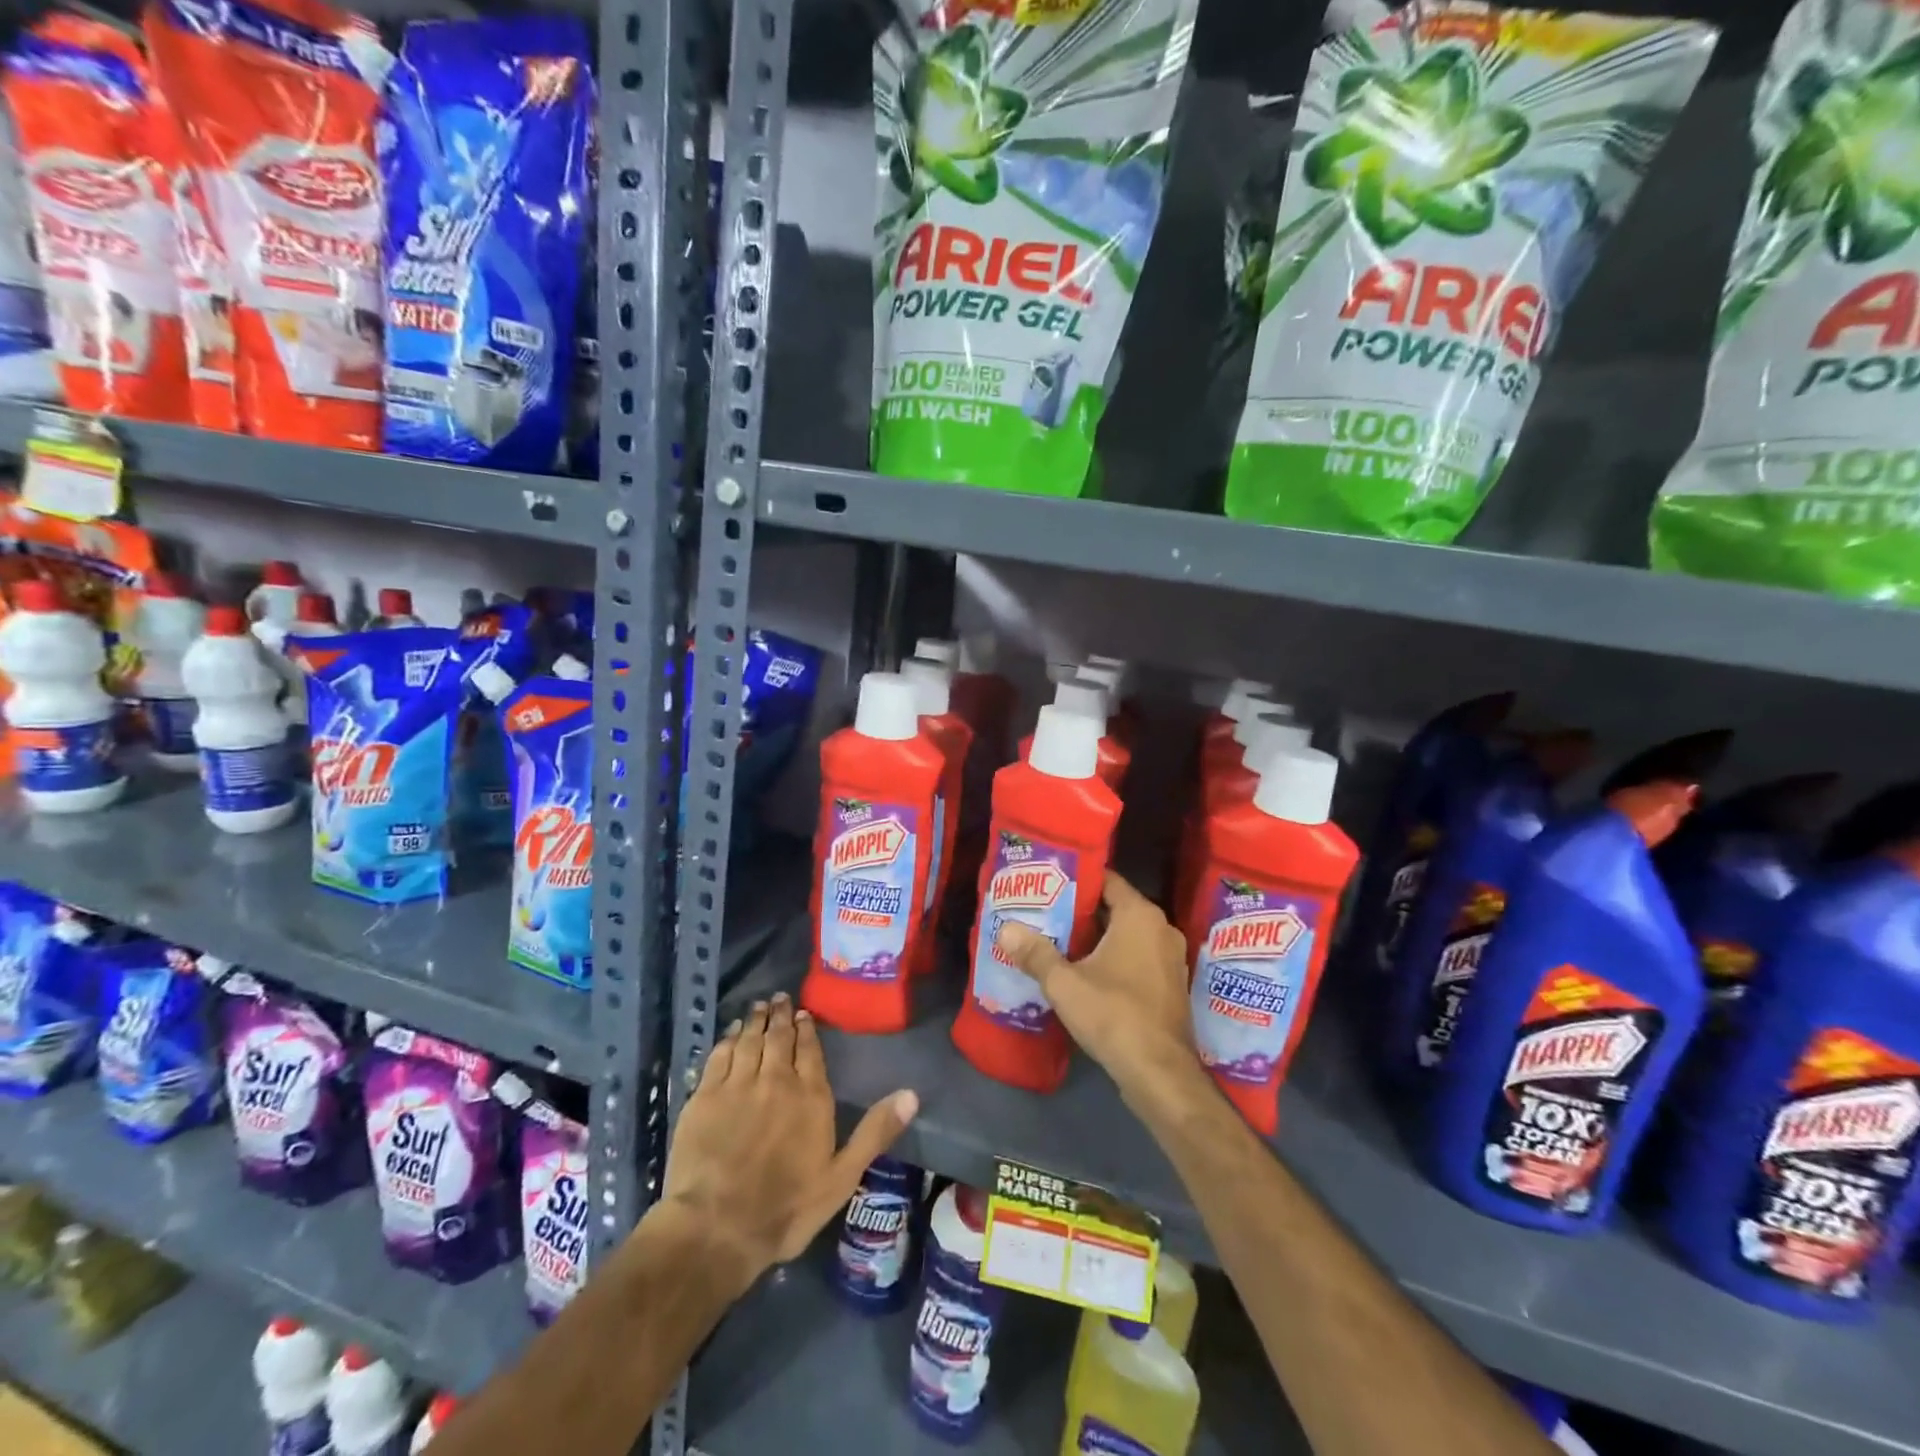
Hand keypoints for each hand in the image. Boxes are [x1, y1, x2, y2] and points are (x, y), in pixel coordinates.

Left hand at [662, 993, 917, 1294]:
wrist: (716, 1228)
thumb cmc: (786, 1208)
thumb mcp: (842, 1177)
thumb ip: (875, 1132)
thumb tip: (912, 1094)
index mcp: (810, 1096)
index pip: (810, 1050)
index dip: (807, 1029)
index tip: (804, 1013)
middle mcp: (776, 1080)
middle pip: (779, 1038)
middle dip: (781, 1015)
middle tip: (780, 998)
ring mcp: (738, 1085)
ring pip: (750, 1040)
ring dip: (756, 1020)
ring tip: (760, 1006)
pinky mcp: (705, 1096)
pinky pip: (719, 1056)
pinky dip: (728, 1039)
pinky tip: (732, 1033)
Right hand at [996, 873, 1204, 1108]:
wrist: (1160, 1074)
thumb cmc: (1113, 1015)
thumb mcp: (1064, 984)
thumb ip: (1035, 953)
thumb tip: (1005, 929)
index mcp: (1140, 916)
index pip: (1107, 880)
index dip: (1076, 880)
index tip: (1048, 884)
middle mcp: (1162, 929)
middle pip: (1115, 908)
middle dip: (1081, 911)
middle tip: (1044, 912)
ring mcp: (1170, 959)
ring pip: (1126, 935)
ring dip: (1096, 938)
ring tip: (1057, 940)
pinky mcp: (1170, 986)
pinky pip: (1137, 958)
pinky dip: (1113, 959)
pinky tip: (1084, 972)